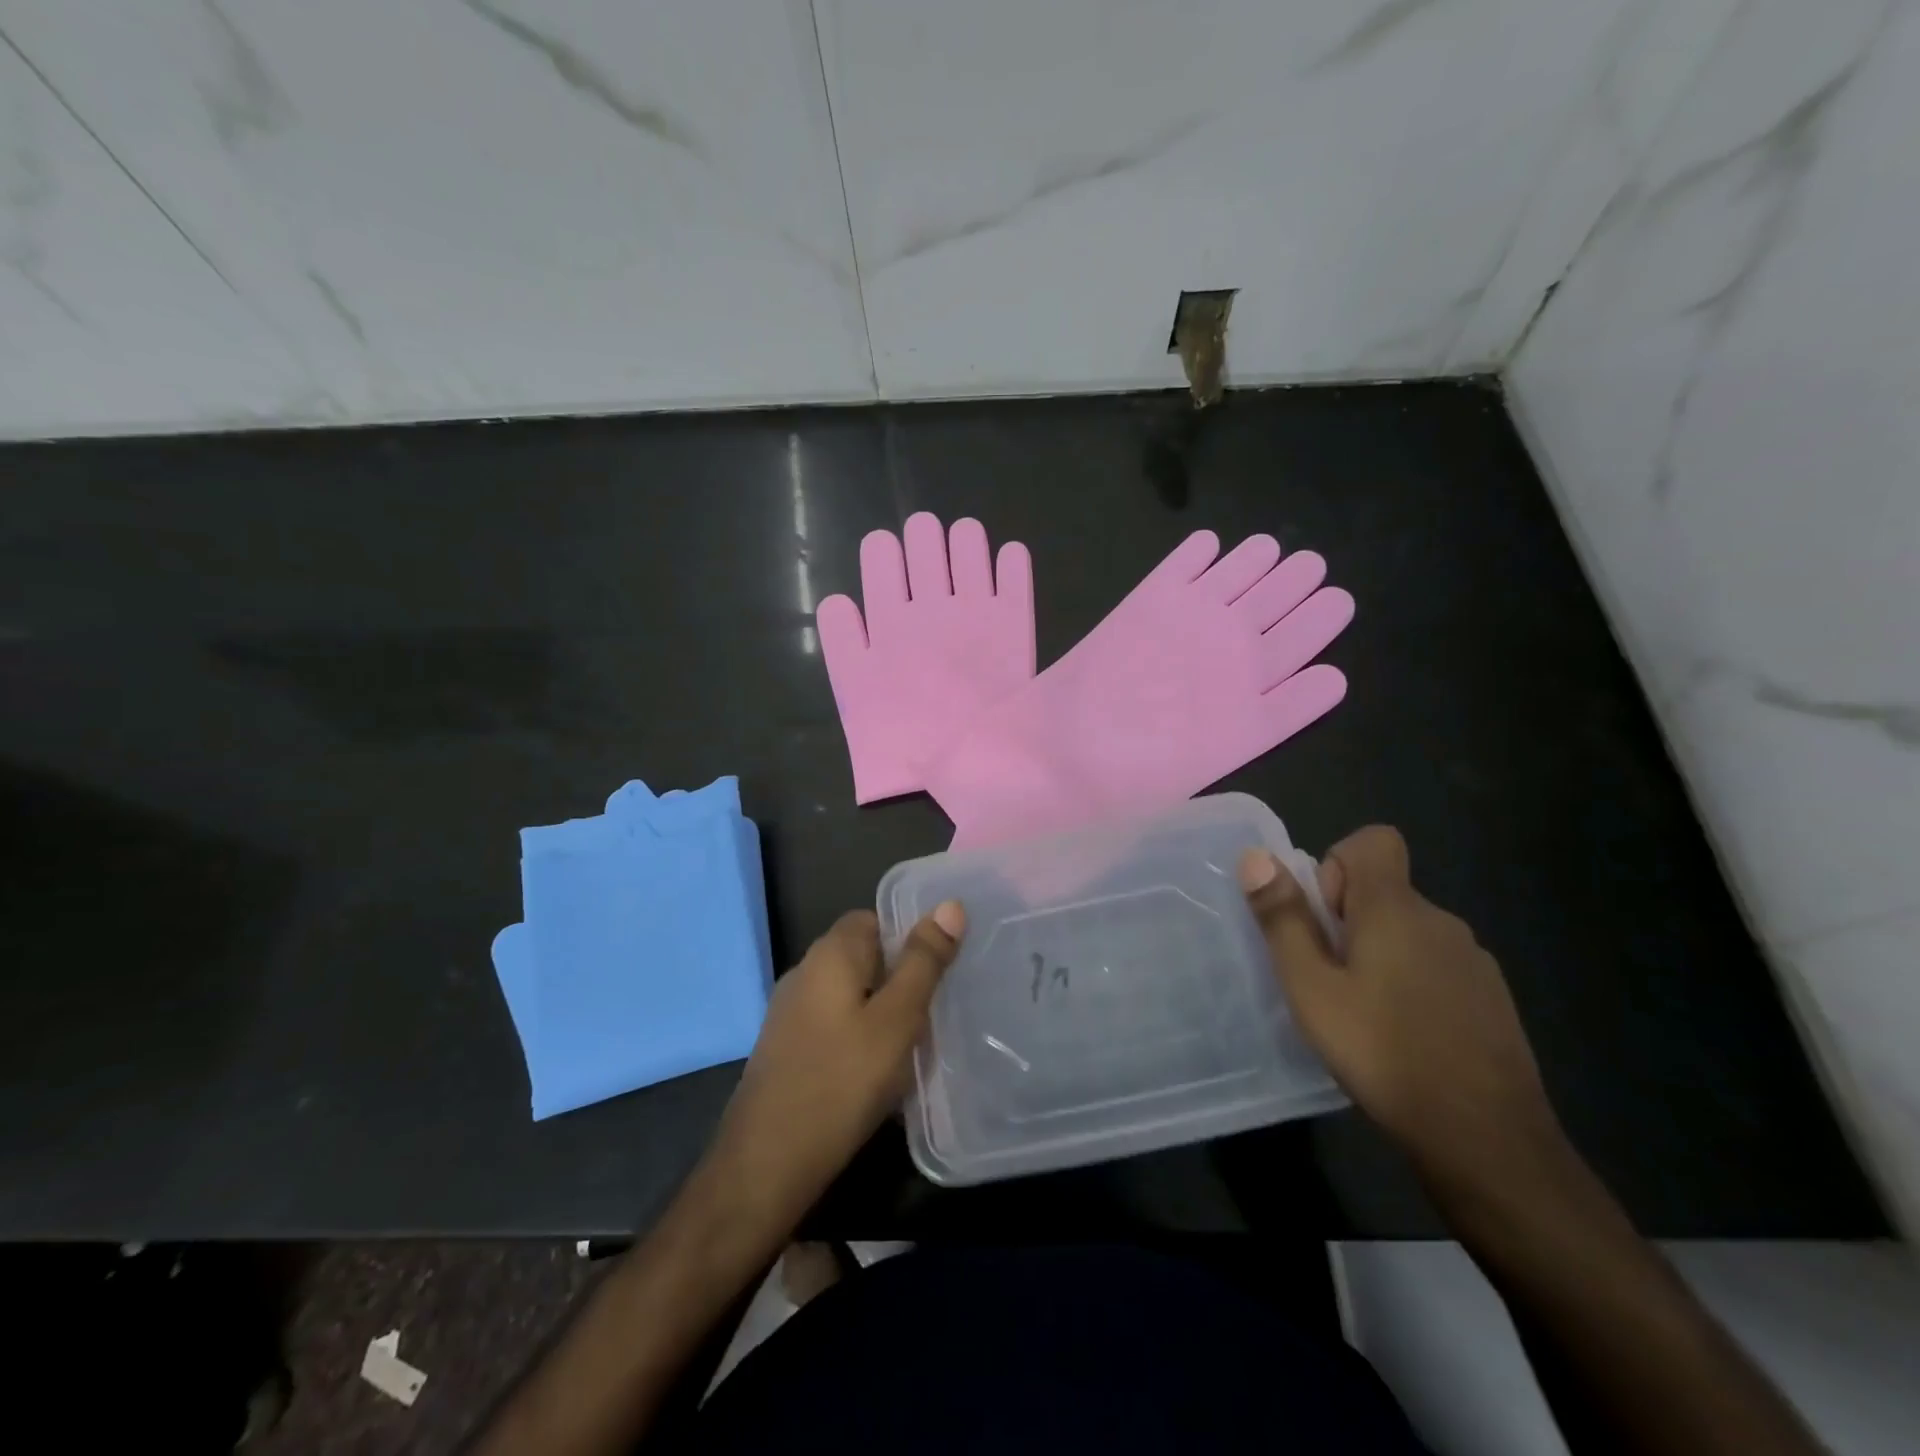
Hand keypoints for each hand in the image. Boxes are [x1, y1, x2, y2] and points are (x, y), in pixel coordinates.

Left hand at [703, 902, 964, 1237]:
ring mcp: (790, 1012)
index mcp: (830, 953)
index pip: (874, 918)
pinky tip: (878, 1071)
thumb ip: (924, 962)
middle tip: (937, 1008)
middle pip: (864, 956)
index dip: (910, 937)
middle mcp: (805, 971)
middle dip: (900, 978)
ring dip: (882, 1010)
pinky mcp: (787, 1048)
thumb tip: (950, 904)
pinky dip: (860, 1036)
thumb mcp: (897, 1019)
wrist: (767, 1163)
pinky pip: (834, 1024)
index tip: (940, 967)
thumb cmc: (841, 1082)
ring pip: (850, 993)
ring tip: (916, 1042)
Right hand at [1239, 827, 1565, 1192]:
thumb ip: (1283, 919)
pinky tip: (1403, 1039)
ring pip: (1410, 933)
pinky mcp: (1492, 1000)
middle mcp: (1441, 921)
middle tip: (1329, 981)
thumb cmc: (1383, 1052)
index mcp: (1396, 909)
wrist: (1487, 1140)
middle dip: (1348, 922)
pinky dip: (1413, 985)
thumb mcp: (1311, 987)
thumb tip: (1255, 857)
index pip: (1373, 841)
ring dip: (1379, 956)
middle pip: (1384, 892)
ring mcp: (1474, 962)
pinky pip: (1437, 967)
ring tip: (1362, 1016)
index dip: (1337, 867)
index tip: (1326, 920)